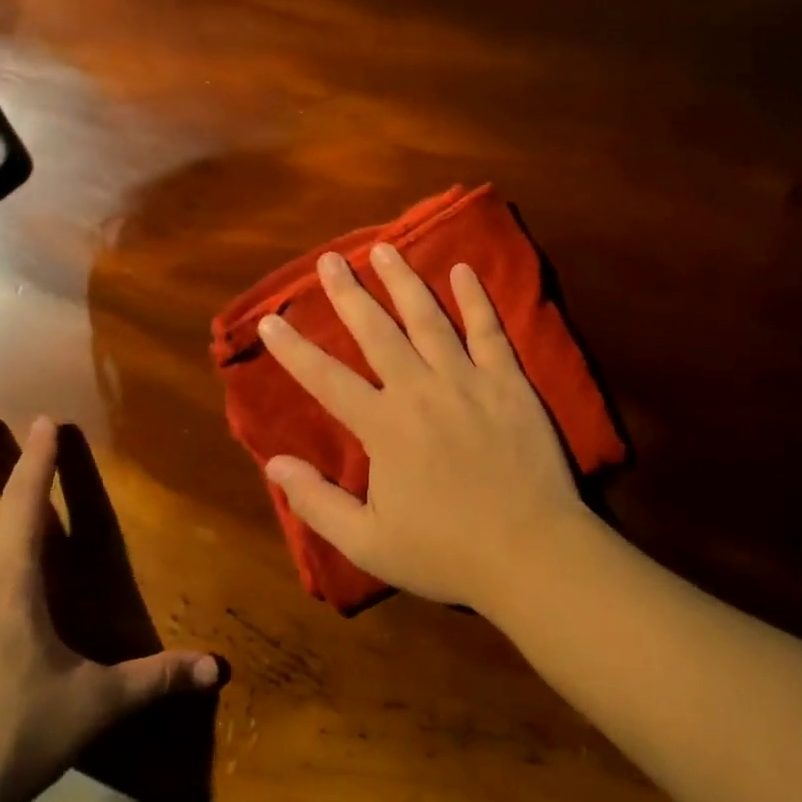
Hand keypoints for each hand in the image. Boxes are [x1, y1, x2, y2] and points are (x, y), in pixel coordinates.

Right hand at [258, 245, 594, 608]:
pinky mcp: (508, 381)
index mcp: (383, 427)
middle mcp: (420, 390)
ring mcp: (468, 380)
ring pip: (428, 319)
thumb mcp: (369, 544)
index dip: (294, 349)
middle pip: (376, 332)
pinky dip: (475, 299)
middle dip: (348, 294)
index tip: (270, 320)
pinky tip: (463, 269)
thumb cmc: (447, 552)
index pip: (326, 379)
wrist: (531, 552)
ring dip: (404, 281)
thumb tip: (275, 463)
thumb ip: (318, 503)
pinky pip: (489, 330)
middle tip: (329, 260)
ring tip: (384, 249)